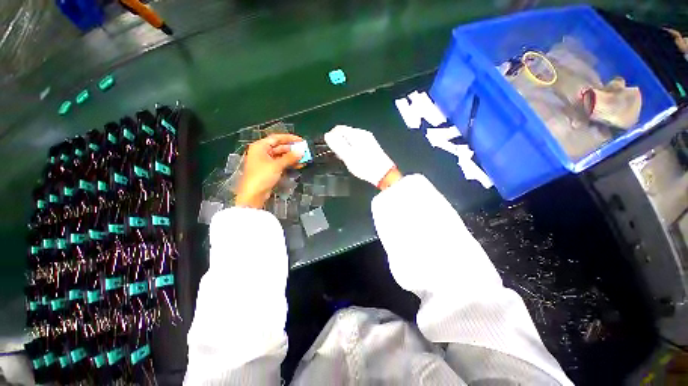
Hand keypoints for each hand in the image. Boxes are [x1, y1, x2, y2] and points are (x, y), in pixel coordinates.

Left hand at [235, 134, 303, 208]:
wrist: (253, 194)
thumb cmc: (262, 176)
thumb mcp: (277, 165)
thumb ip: (290, 158)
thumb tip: (301, 152)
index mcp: (260, 146)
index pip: (276, 138)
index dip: (289, 138)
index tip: (301, 140)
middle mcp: (262, 152)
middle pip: (279, 147)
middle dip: (292, 149)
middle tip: (304, 151)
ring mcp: (265, 161)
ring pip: (281, 156)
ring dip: (292, 157)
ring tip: (304, 159)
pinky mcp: (269, 170)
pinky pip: (281, 163)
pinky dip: (289, 164)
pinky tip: (298, 165)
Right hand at [324, 125, 398, 188]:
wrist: (383, 174)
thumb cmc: (365, 166)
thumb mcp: (348, 156)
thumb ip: (337, 144)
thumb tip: (327, 135)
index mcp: (357, 134)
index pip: (339, 128)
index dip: (331, 136)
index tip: (330, 148)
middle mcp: (363, 134)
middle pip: (345, 133)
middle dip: (338, 142)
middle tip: (338, 155)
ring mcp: (368, 140)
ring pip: (351, 139)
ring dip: (345, 146)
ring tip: (345, 158)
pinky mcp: (371, 146)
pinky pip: (357, 143)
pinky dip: (352, 149)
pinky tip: (353, 158)